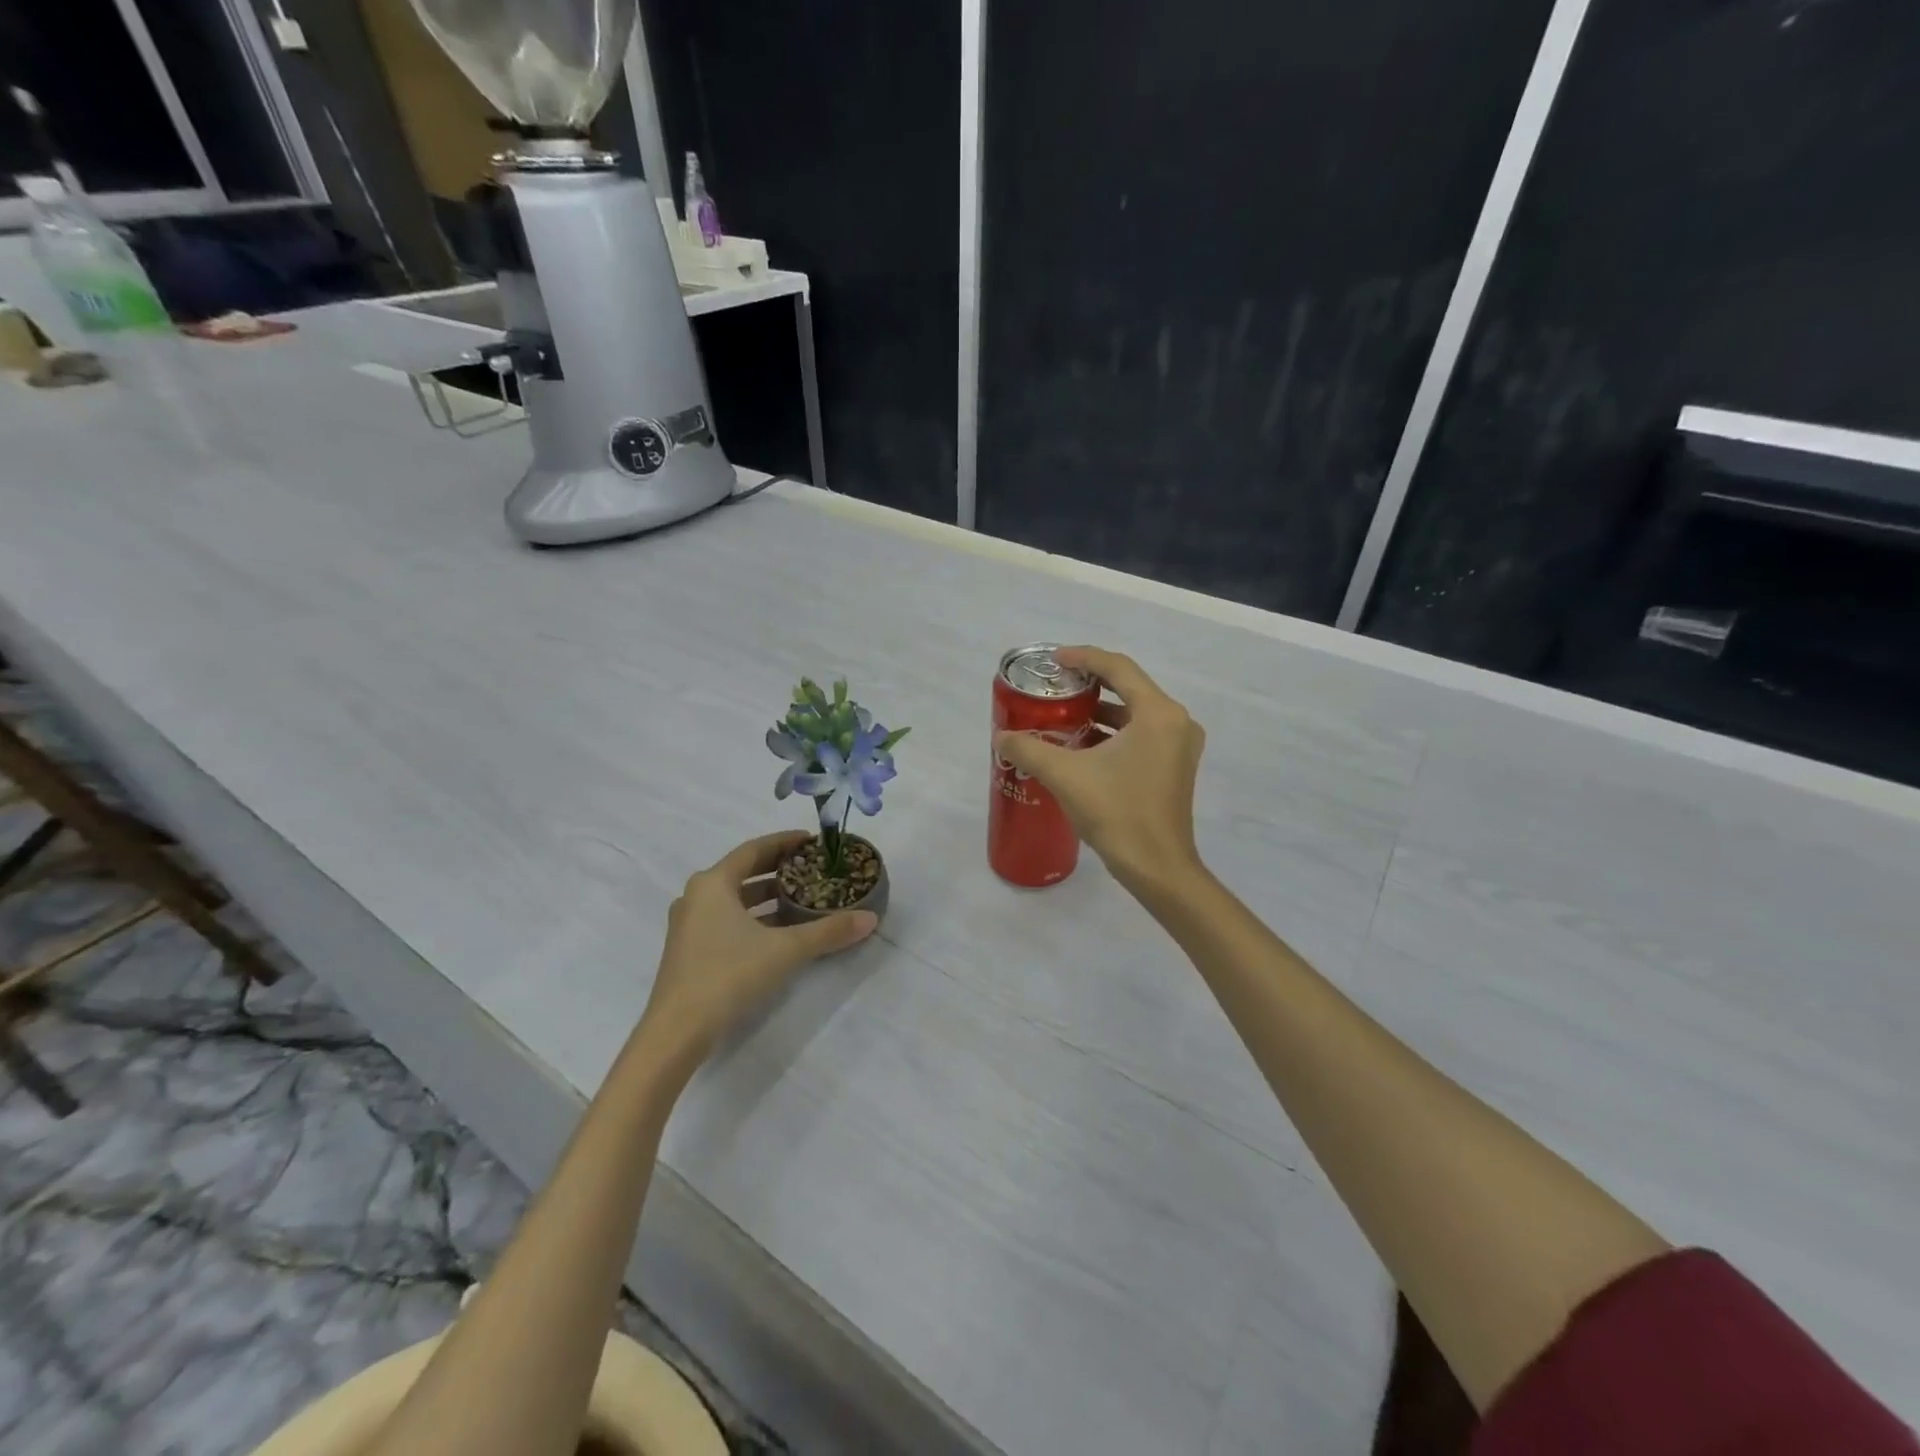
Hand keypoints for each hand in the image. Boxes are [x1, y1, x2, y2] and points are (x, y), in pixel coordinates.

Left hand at [639, 831, 877, 1068]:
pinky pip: (727, 919)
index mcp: (713, 883)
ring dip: (767, 896)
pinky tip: (779, 932)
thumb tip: (870, 918)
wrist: (676, 1031)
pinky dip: (754, 917)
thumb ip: (827, 932)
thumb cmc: (728, 974)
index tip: (812, 840)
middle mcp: (697, 896)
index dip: (785, 842)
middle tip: (812, 868)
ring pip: (735, 899)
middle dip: (778, 869)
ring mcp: (689, 924)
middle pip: (743, 871)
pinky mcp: (690, 949)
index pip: (754, 849)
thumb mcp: (785, 950)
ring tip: (802, 899)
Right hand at [994, 646, 1206, 894]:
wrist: (1157, 868)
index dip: (1083, 657)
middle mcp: (1176, 722)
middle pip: (1129, 688)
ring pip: (1135, 715)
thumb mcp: (1065, 775)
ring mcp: (1180, 747)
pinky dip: (1113, 734)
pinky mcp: (1176, 768)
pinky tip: (1082, 747)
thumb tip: (1001, 737)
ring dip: (1100, 712)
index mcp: (1158, 714)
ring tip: (1062, 716)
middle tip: (1055, 687)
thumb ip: (1029, 749)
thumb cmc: (1117, 813)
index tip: (1054, 661)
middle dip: (1090, 685)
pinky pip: (1142, 736)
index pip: (1118, 668)